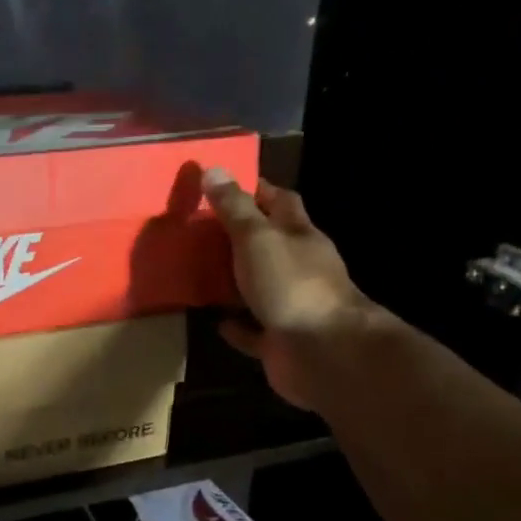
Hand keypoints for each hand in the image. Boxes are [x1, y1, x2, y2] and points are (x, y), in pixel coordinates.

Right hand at [202, 168, 369, 410]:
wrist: (322, 352)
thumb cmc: (291, 285)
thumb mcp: (257, 238)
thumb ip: (235, 209)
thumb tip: (213, 168)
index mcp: (299, 236)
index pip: (280, 202)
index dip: (256, 190)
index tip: (223, 184)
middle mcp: (298, 267)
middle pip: (268, 244)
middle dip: (239, 236)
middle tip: (199, 229)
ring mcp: (290, 305)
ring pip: (258, 286)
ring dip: (233, 280)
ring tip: (197, 272)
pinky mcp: (279, 340)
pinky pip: (252, 329)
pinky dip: (235, 325)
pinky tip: (214, 320)